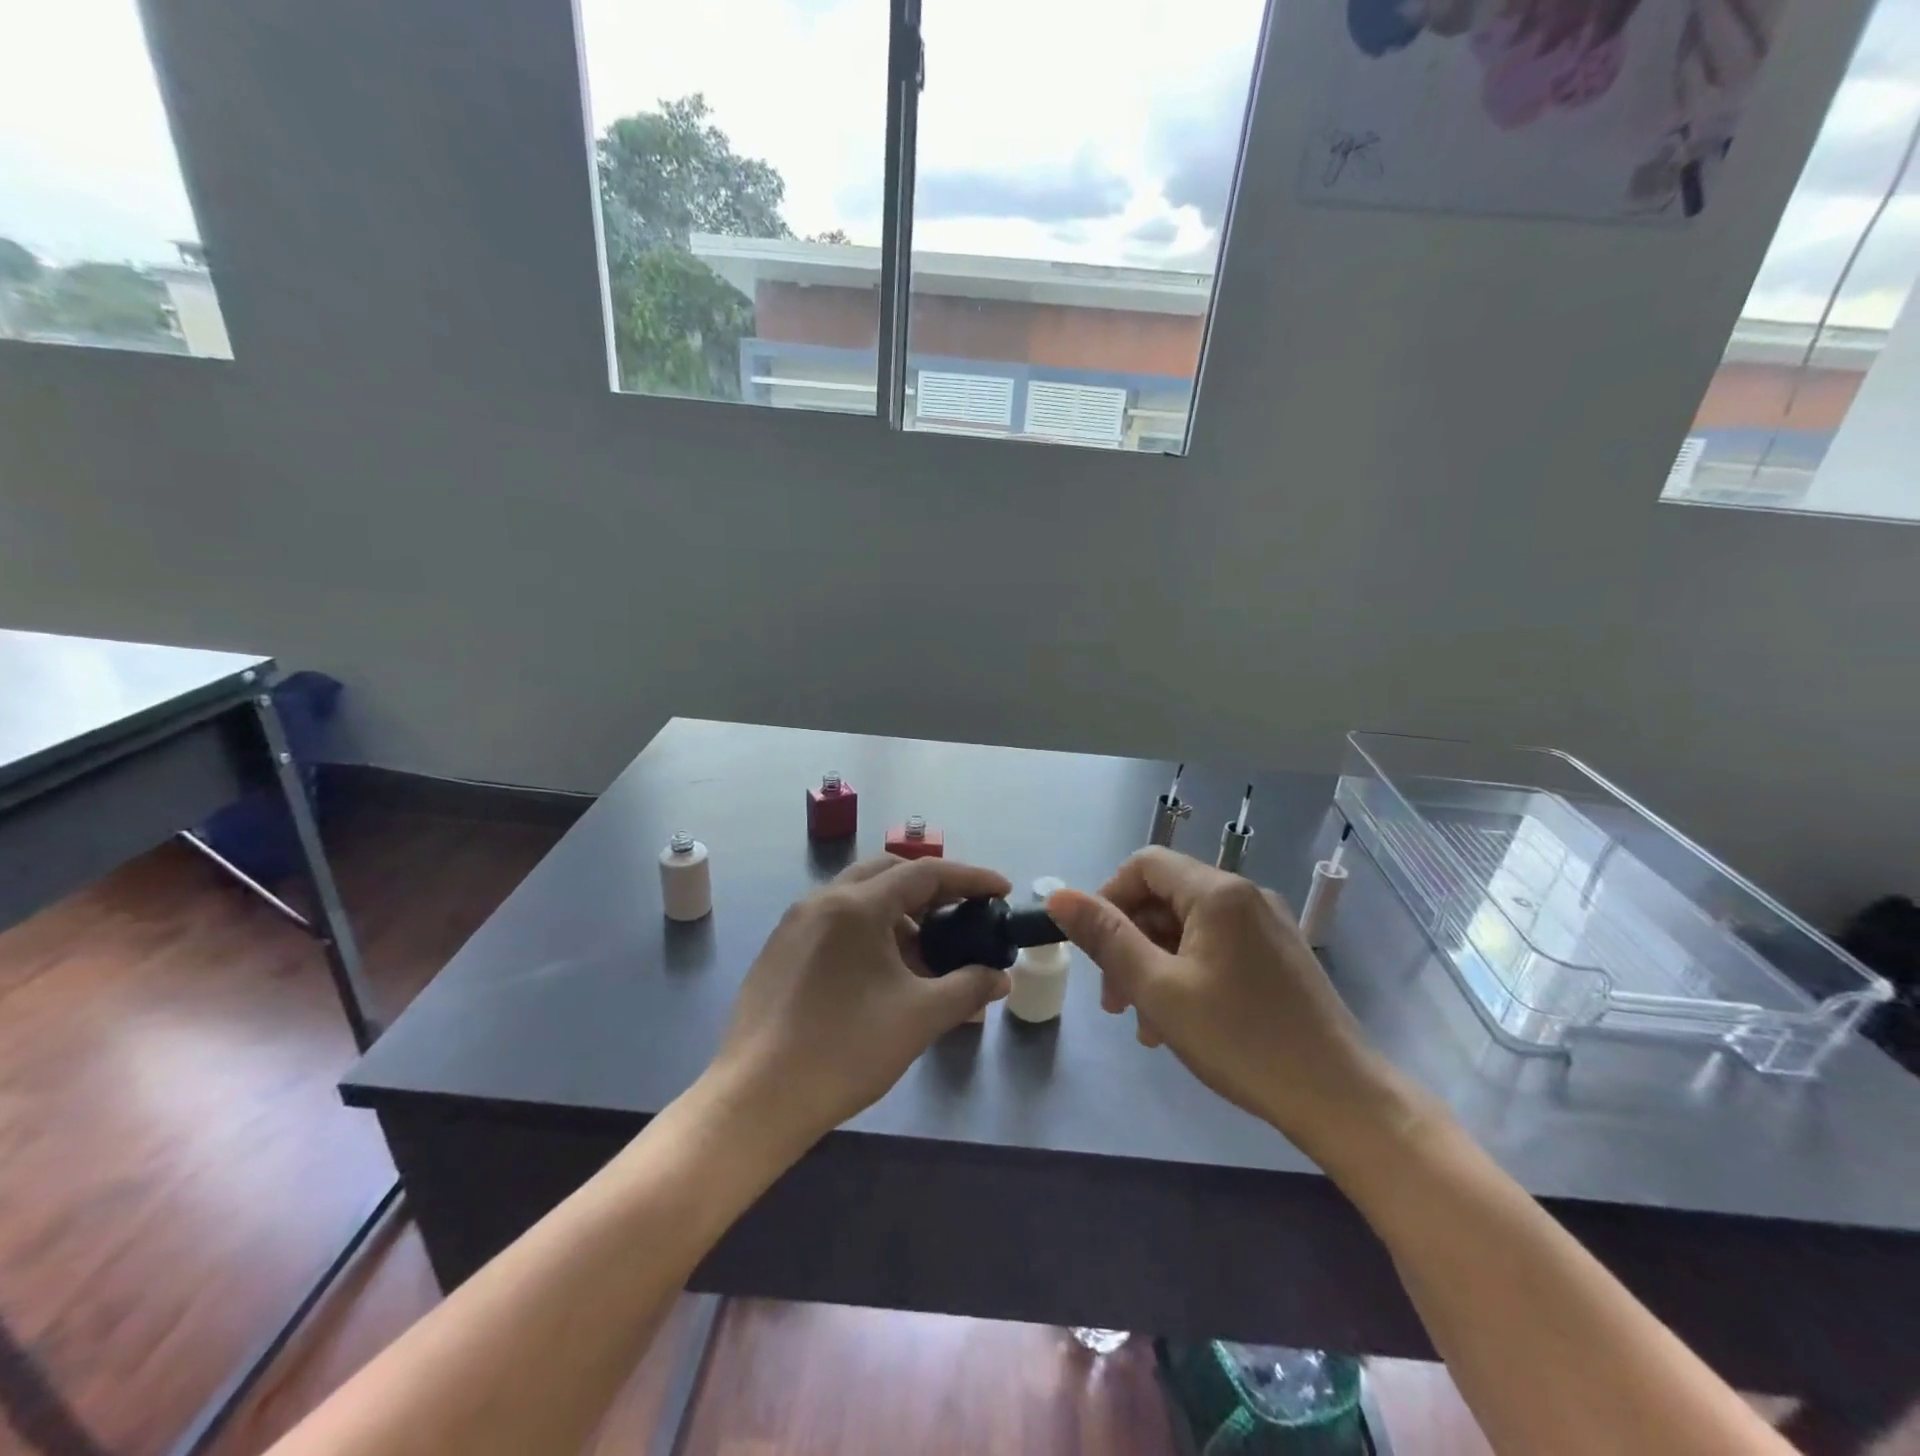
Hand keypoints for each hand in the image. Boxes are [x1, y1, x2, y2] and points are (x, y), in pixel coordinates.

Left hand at [707, 856, 1011, 1148]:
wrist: (757, 1098)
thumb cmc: (846, 1050)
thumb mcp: (920, 1018)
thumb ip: (968, 988)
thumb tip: (999, 977)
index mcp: (857, 905)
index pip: (925, 872)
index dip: (970, 878)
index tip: (1001, 890)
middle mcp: (823, 900)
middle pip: (889, 872)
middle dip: (932, 887)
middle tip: (963, 912)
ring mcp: (795, 923)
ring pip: (859, 896)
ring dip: (899, 911)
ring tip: (926, 951)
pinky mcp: (780, 949)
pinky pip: (836, 920)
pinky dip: (869, 928)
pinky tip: (882, 971)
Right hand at [1047, 849, 1392, 1151]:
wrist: (1342, 1100)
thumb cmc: (1242, 1040)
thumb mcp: (1158, 989)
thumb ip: (1105, 937)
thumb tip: (1058, 896)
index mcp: (1217, 892)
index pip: (1144, 864)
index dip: (1108, 898)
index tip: (1094, 951)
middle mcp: (1245, 895)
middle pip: (1165, 897)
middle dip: (1130, 942)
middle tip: (1114, 1000)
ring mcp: (1267, 926)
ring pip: (1189, 927)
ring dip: (1155, 964)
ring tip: (1145, 1024)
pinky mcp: (1279, 956)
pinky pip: (1217, 947)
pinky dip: (1188, 973)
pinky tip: (1180, 1023)